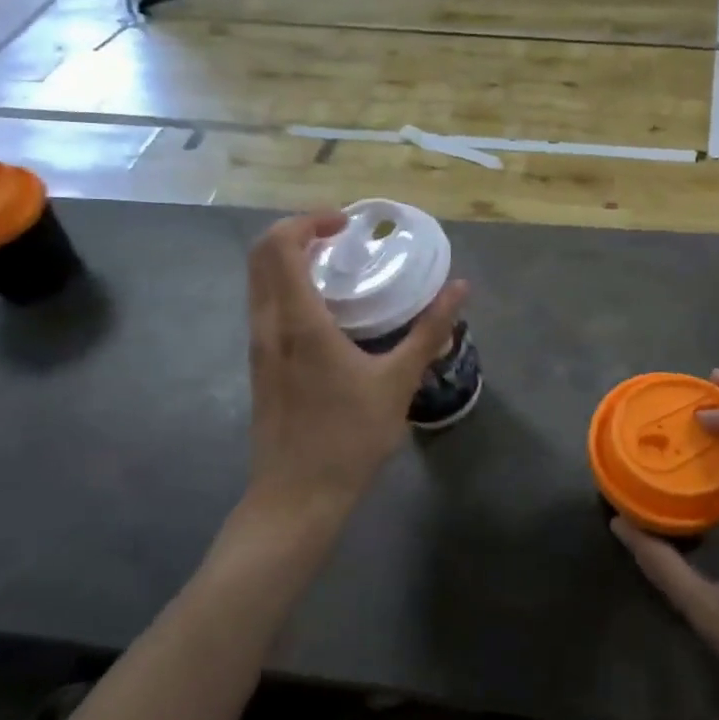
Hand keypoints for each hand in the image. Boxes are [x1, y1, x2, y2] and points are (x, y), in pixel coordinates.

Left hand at [243, 211, 466, 510]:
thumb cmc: (348, 437)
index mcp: (298, 322)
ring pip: (258, 282)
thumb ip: (430, 331)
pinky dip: (286, 286)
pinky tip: (325, 309)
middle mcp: (268, 326)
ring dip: (288, 259)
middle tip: (339, 236)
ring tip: (335, 265)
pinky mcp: (260, 366)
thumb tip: (460, 288)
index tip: (345, 223)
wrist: (296, 497)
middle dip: (296, 232)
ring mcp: (258, 347)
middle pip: (260, 255)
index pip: (281, 247)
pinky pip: (264, 305)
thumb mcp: (398, 381)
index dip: (308, 221)